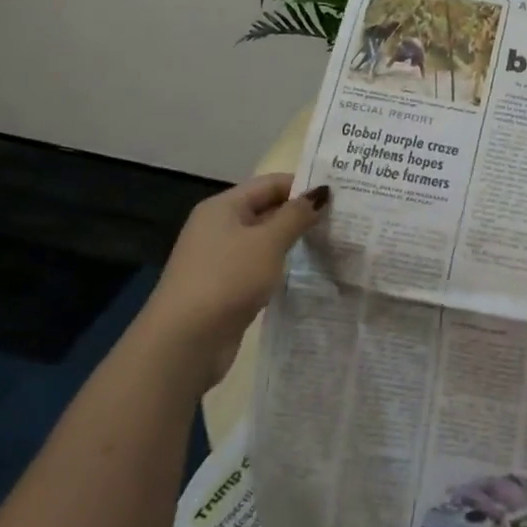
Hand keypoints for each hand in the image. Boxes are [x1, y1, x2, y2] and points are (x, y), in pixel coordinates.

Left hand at [142, 173, 327, 367]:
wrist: (184, 343)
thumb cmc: (227, 279)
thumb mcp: (268, 242)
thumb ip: (296, 215)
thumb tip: (321, 193)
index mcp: (223, 207)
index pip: (271, 183)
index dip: (304, 186)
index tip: (339, 195)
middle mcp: (219, 227)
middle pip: (267, 209)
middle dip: (301, 214)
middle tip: (342, 219)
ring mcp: (220, 259)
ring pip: (265, 240)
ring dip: (294, 241)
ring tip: (332, 242)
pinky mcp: (226, 287)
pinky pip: (260, 265)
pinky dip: (281, 265)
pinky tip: (306, 271)